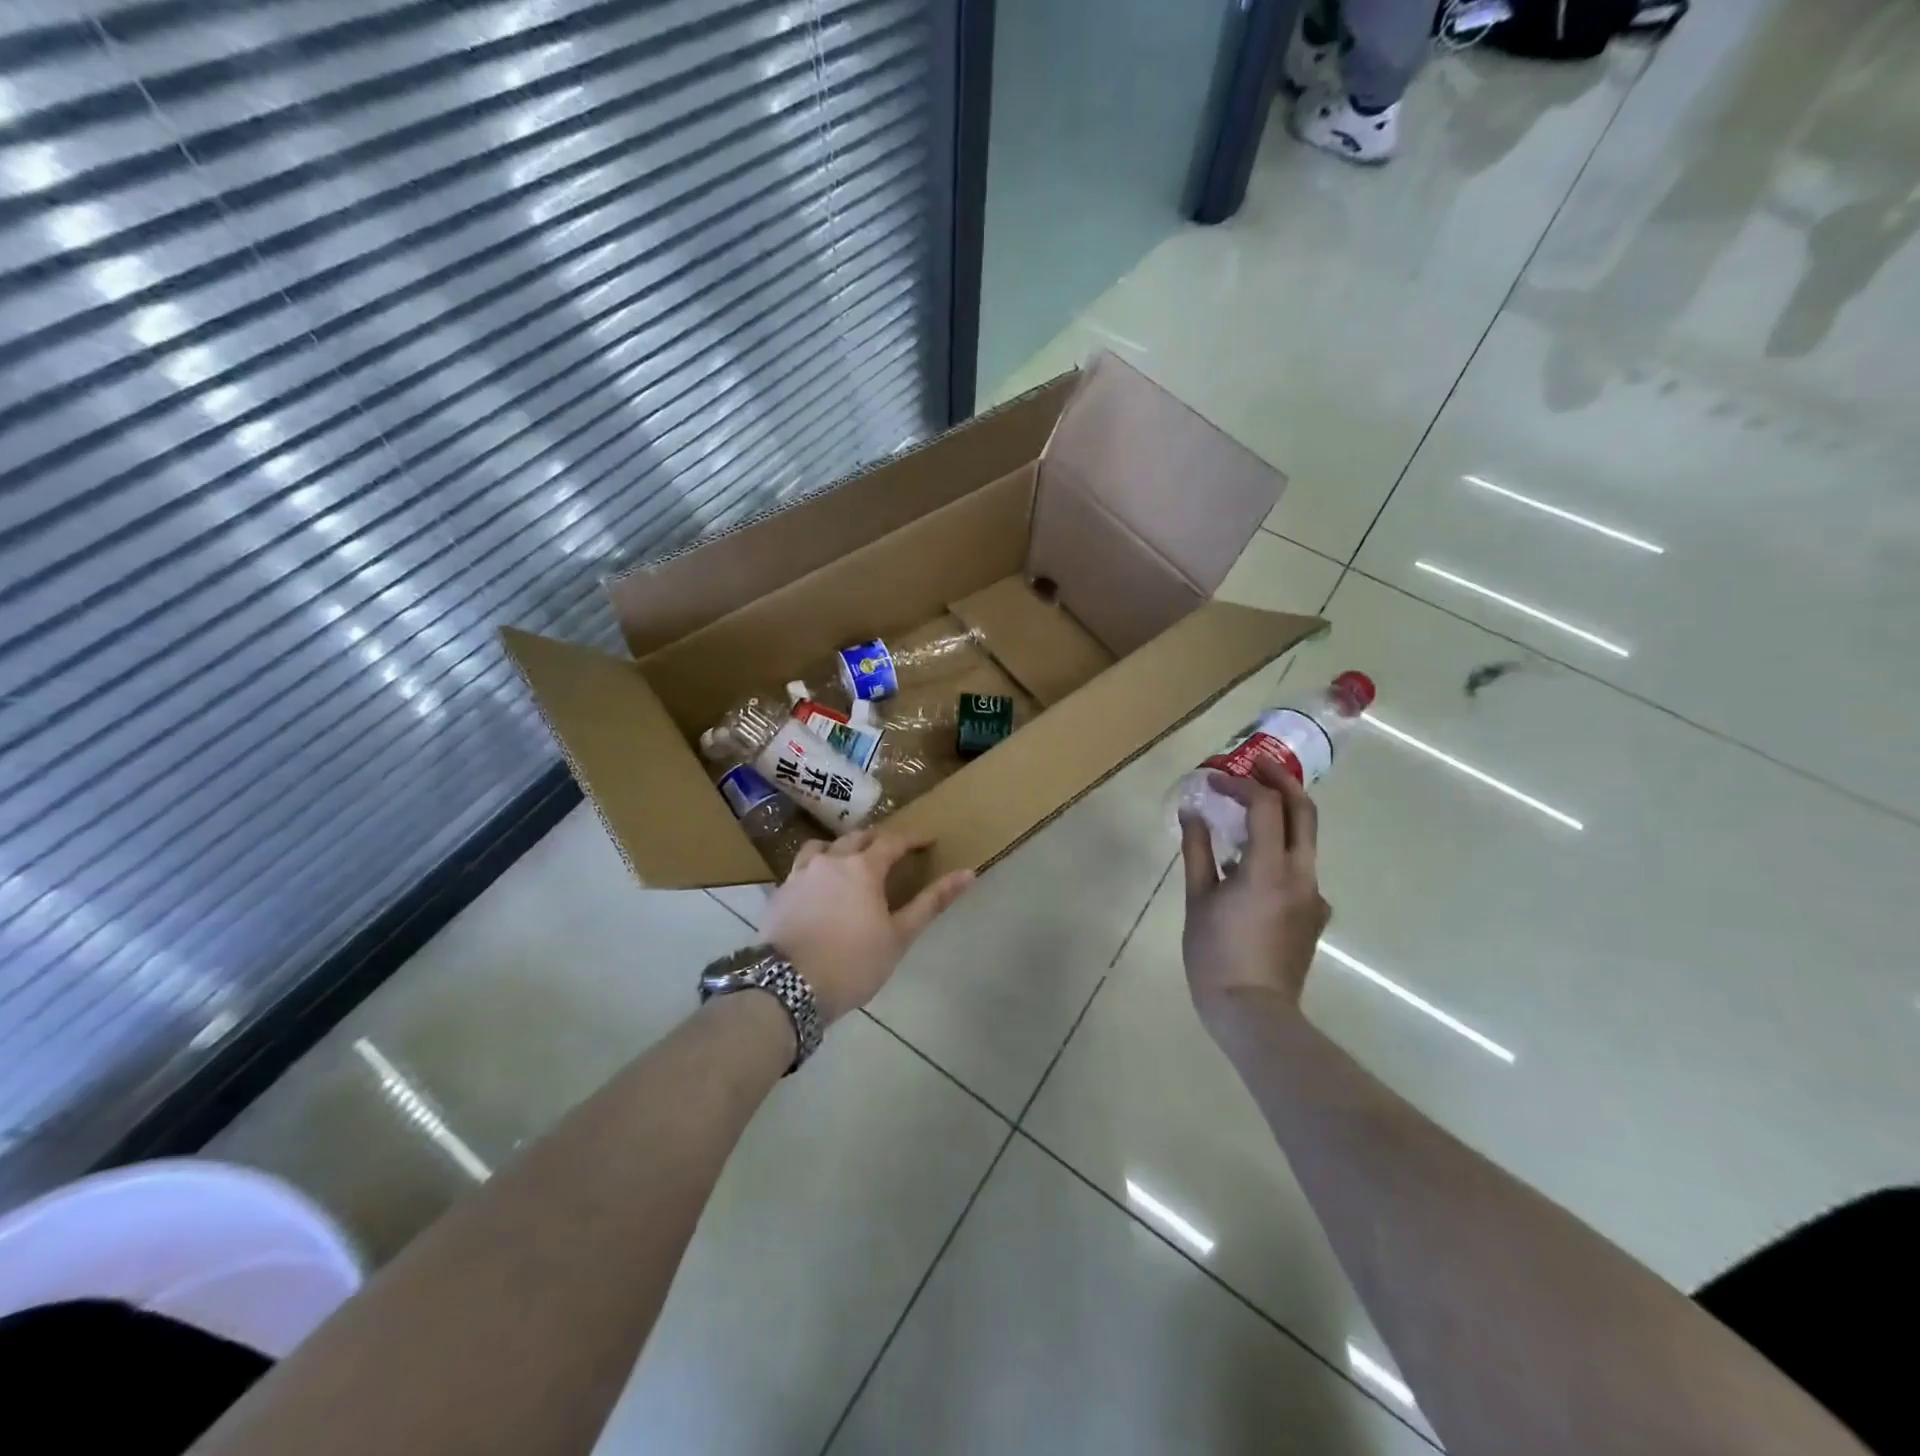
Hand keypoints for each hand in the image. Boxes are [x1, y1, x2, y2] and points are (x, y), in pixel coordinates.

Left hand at [762, 830, 974, 1023]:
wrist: (788, 987)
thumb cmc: (853, 963)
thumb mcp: (899, 936)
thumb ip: (932, 902)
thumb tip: (968, 874)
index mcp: (863, 867)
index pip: (893, 840)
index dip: (913, 838)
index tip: (928, 841)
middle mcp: (830, 860)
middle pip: (857, 837)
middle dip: (878, 839)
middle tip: (893, 851)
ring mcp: (800, 874)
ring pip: (824, 846)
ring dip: (842, 848)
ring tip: (851, 861)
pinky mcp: (779, 892)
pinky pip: (801, 867)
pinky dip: (817, 867)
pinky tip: (819, 886)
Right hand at [1178, 759, 1331, 1033]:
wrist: (1253, 1014)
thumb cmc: (1216, 956)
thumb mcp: (1198, 899)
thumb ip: (1197, 851)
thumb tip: (1193, 812)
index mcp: (1270, 869)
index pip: (1266, 806)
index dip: (1240, 784)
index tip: (1213, 778)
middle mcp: (1302, 875)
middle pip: (1304, 812)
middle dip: (1281, 781)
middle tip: (1255, 764)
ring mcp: (1313, 895)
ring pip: (1305, 840)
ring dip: (1280, 815)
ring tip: (1245, 810)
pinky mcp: (1314, 914)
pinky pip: (1299, 868)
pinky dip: (1278, 850)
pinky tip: (1249, 866)